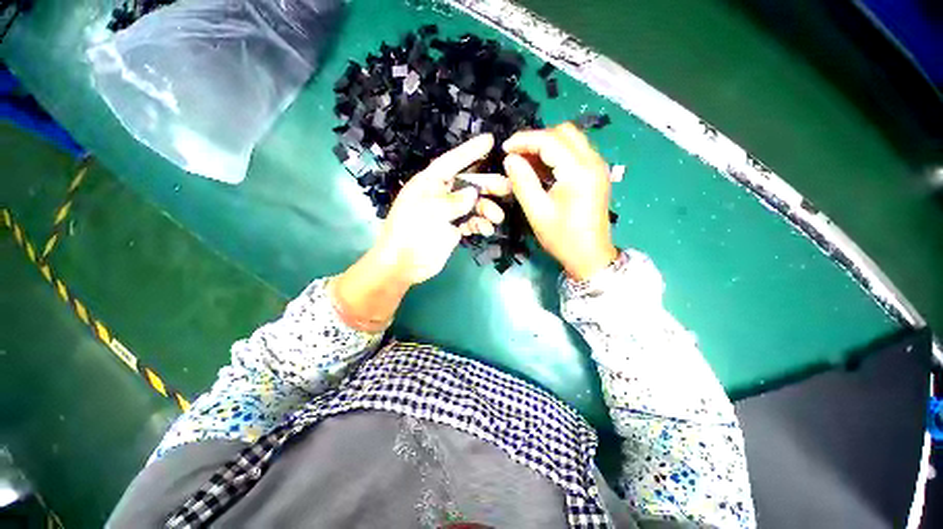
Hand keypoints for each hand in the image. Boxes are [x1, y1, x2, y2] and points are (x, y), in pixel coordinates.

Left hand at [372, 133, 509, 284]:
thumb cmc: (410, 233)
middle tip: (507, 187)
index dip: (470, 151)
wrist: (403, 265)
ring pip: (473, 204)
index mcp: (429, 183)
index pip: (452, 162)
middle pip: (468, 183)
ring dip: (487, 209)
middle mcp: (440, 195)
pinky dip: (480, 224)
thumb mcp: (430, 211)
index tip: (490, 141)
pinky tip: (486, 230)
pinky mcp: (453, 229)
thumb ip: (453, 201)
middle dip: (487, 185)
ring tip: (496, 217)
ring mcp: (448, 213)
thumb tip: (473, 194)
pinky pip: (472, 222)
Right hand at [503, 123, 617, 280]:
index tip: (505, 149)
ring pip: (570, 139)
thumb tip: (510, 159)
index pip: (550, 140)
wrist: (590, 256)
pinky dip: (557, 153)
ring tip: (526, 160)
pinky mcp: (597, 173)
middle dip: (536, 139)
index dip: (524, 140)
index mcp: (579, 172)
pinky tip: (542, 168)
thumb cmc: (562, 238)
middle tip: (516, 155)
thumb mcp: (537, 212)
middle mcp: (593, 161)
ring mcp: (598, 166)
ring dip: (546, 144)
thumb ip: (522, 182)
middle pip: (564, 132)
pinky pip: (575, 151)